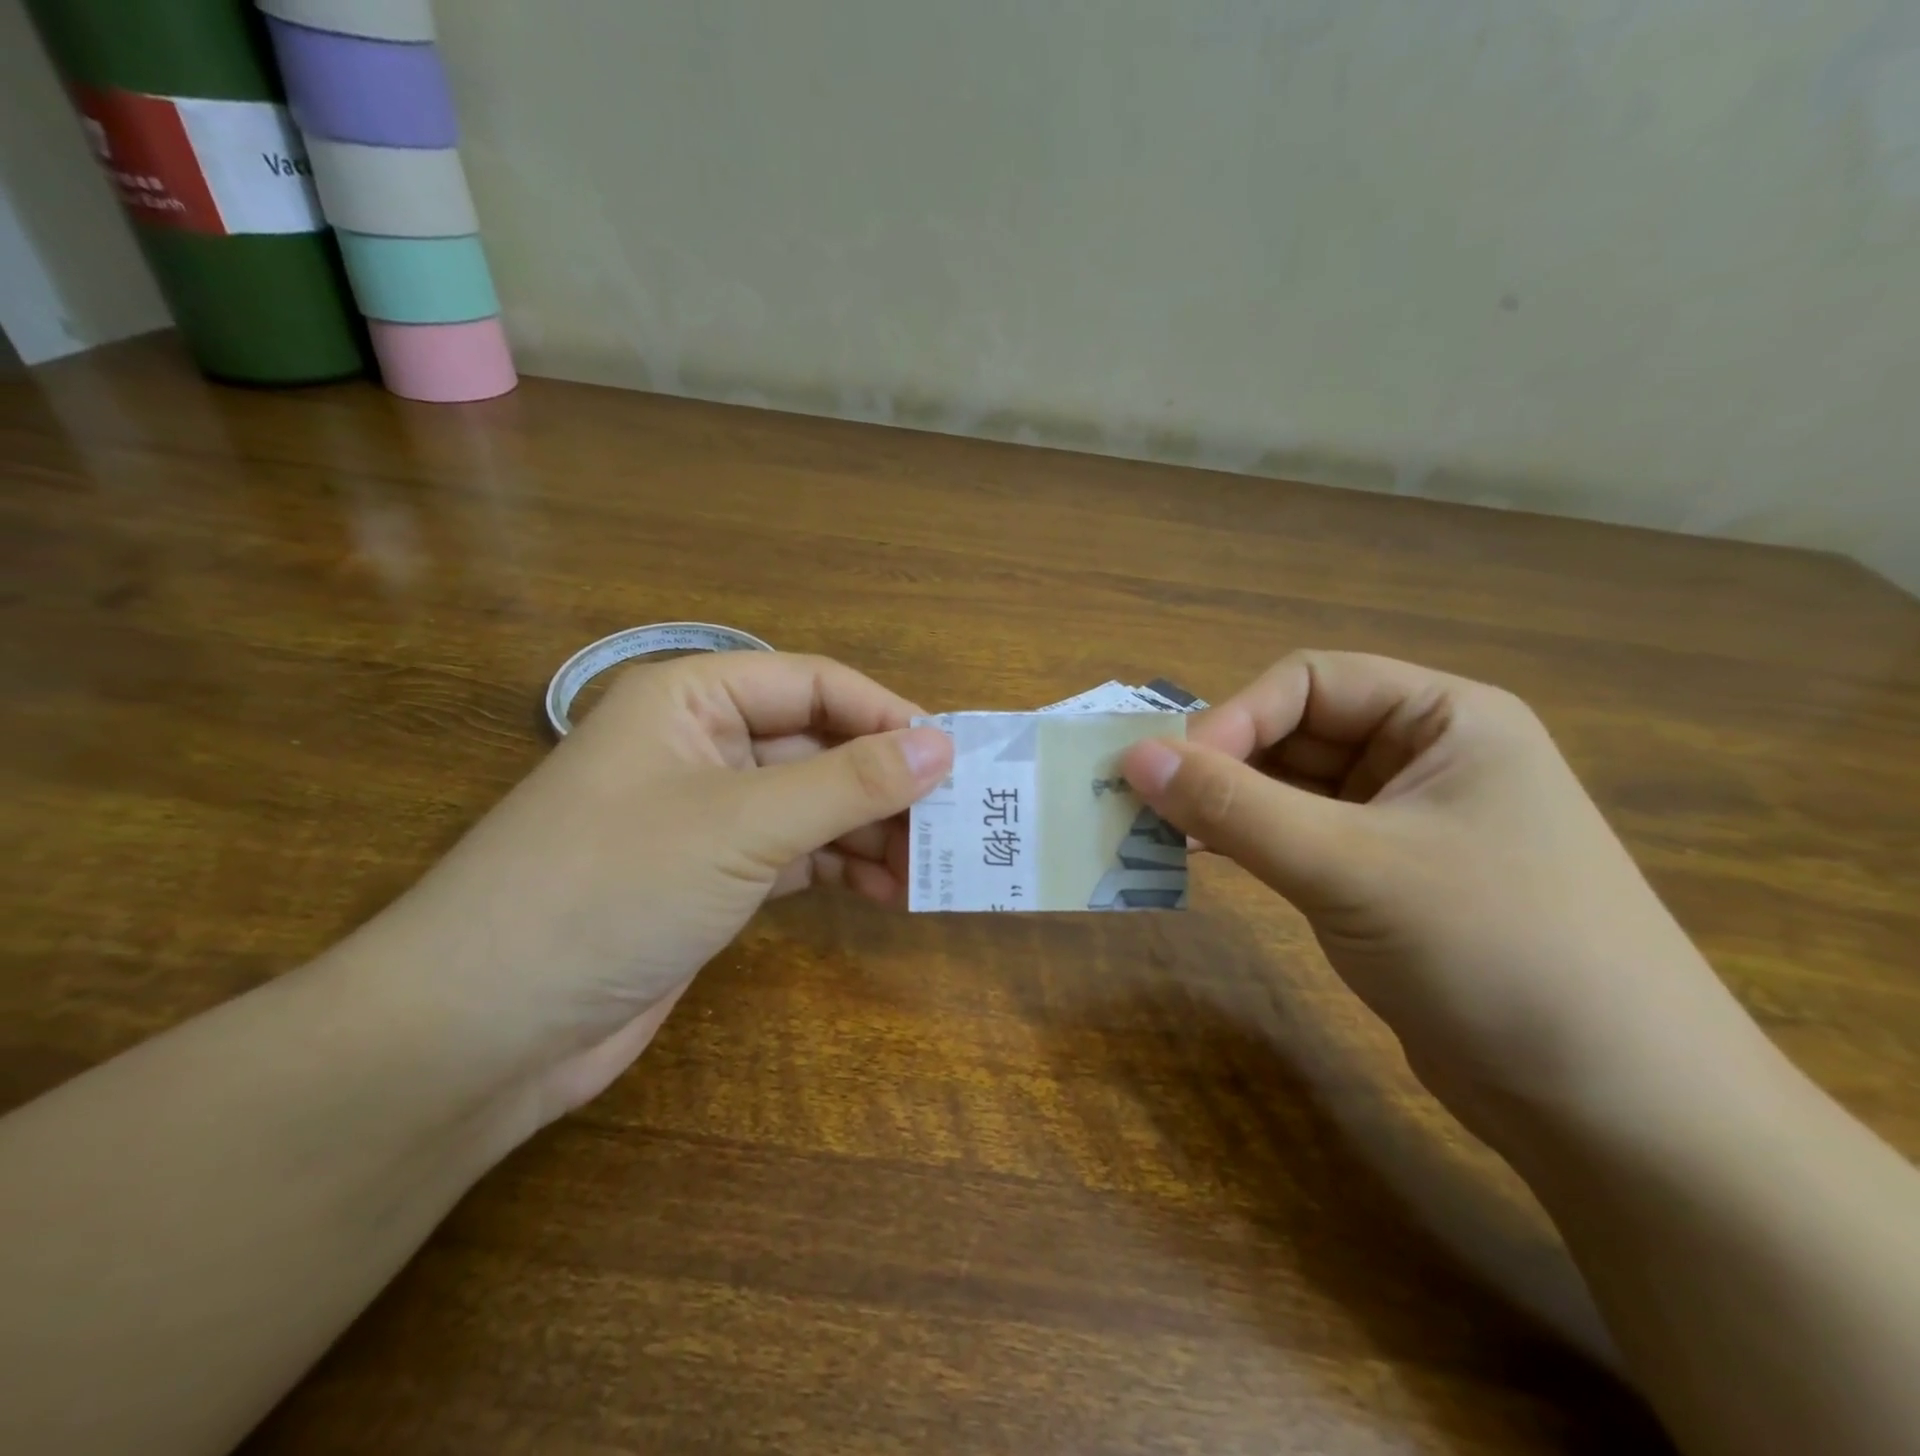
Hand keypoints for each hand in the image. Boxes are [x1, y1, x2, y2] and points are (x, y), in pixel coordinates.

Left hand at [356, 652, 951, 1122]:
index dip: (887, 715)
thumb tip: (943, 746)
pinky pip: (795, 855)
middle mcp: (701, 746)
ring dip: (871, 832)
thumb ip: (850, 783)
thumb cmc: (614, 887)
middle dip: (886, 783)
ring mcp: (705, 815)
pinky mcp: (710, 877)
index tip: (954, 759)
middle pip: (818, 747)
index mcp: (692, 699)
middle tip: (959, 822)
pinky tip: (888, 895)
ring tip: (934, 867)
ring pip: (812, 805)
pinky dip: (841, 869)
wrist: (486, 1028)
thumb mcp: (744, 824)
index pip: (815, 685)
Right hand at [1121, 651, 1763, 1144]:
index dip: (1234, 718)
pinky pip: (1299, 839)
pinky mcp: (1385, 881)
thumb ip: (1235, 807)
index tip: (1170, 773)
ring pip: (1290, 790)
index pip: (1309, 682)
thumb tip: (1133, 757)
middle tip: (1146, 804)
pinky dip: (1248, 844)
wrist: (1620, 1115)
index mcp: (1444, 718)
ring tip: (1158, 834)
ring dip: (1226, 806)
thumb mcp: (1352, 867)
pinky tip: (1201, 861)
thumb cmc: (1497, 953)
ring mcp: (1405, 823)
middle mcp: (1425, 758)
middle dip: (1221, 764)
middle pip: (1295, 734)